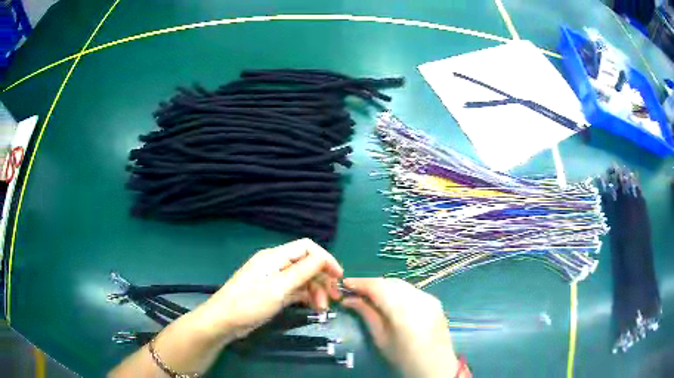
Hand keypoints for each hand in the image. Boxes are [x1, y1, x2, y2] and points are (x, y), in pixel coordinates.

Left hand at [192, 238, 342, 342]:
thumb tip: (323, 258)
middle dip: (322, 278)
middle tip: (334, 298)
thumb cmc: (249, 303)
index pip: (307, 248)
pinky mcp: (273, 293)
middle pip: (307, 264)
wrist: (224, 321)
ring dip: (315, 291)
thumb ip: (302, 271)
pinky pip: (295, 290)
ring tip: (322, 308)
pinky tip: (313, 307)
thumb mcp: (278, 288)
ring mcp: (274, 279)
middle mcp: (276, 264)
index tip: (338, 277)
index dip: (325, 259)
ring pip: (302, 279)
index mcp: (275, 256)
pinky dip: (306, 297)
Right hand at [342, 278, 458, 377]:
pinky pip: (411, 290)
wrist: (435, 365)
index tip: (345, 283)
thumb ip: (366, 314)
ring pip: (401, 284)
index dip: (360, 283)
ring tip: (369, 294)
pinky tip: (389, 299)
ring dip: (383, 286)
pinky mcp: (434, 300)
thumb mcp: (381, 338)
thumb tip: (349, 299)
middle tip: (354, 290)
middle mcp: (418, 298)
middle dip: (371, 283)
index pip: (378, 287)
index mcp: (402, 310)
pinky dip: (397, 291)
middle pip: (389, 282)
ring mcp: (428, 297)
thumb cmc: (403, 356)